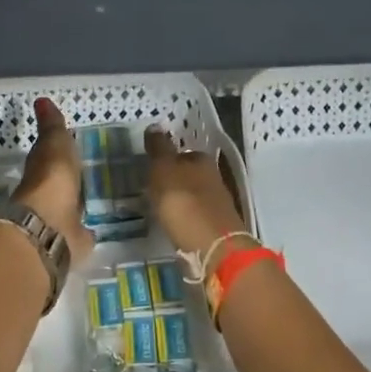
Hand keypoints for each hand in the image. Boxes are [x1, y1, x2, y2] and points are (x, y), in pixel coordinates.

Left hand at [14, 98, 94, 262]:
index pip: (49, 157)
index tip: (70, 145)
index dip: (57, 150)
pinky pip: (81, 230)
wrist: (49, 228)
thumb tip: (41, 99)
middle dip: (69, 178)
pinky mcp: (73, 241)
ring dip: (77, 202)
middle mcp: (48, 195)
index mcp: (42, 171)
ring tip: (94, 195)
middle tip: (85, 171)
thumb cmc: (52, 181)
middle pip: (59, 183)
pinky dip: (86, 228)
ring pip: (70, 206)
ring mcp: (60, 219)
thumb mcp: (54, 145)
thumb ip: (52, 127)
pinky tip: (95, 225)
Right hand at [145, 127, 250, 267]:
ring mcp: (218, 204)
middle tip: (152, 190)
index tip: (151, 170)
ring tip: (160, 209)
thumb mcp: (164, 170)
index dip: (167, 160)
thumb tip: (155, 125)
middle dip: (174, 181)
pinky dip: (185, 218)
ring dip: (180, 201)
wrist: (212, 246)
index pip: (183, 153)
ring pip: (194, 196)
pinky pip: (196, 216)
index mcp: (202, 160)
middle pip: (190, 175)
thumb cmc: (183, 203)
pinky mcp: (218, 227)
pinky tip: (175, 225)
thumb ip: (159, 149)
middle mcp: (214, 178)